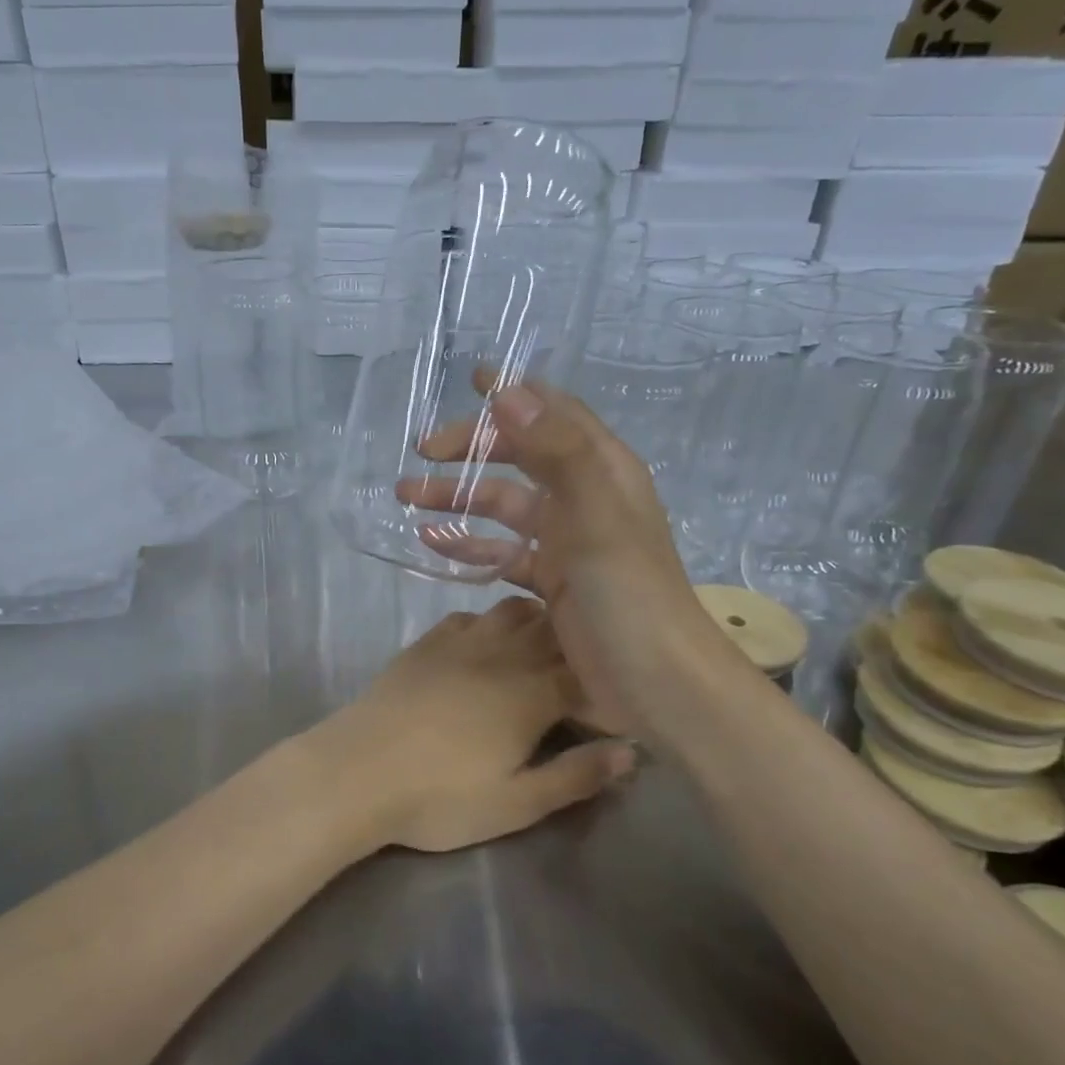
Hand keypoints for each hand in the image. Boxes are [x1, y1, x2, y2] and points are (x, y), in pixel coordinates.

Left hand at [306, 597, 635, 853]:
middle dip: (575, 644)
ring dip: (534, 623)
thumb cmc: (440, 797)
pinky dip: (488, 623)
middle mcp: (503, 655)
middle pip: (553, 630)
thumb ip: (576, 775)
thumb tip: (632, 752)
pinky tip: (483, 646)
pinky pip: (468, 616)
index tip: (607, 700)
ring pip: (512, 610)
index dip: (603, 683)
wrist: (357, 772)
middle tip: (579, 671)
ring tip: (538, 651)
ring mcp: (460, 642)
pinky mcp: (425, 643)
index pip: (585, 672)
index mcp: (532, 693)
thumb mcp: (516, 803)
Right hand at [397, 370, 737, 739]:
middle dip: (471, 449)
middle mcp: (585, 498)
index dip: (515, 394)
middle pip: (520, 457)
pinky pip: (502, 552)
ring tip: (407, 498)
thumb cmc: (629, 595)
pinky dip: (470, 545)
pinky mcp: (552, 583)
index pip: (554, 414)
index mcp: (602, 470)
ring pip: (504, 506)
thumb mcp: (596, 515)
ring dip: (458, 498)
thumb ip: (556, 450)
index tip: (470, 379)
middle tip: (421, 452)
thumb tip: (506, 392)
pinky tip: (433, 545)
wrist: (657, 685)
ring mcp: (567, 543)